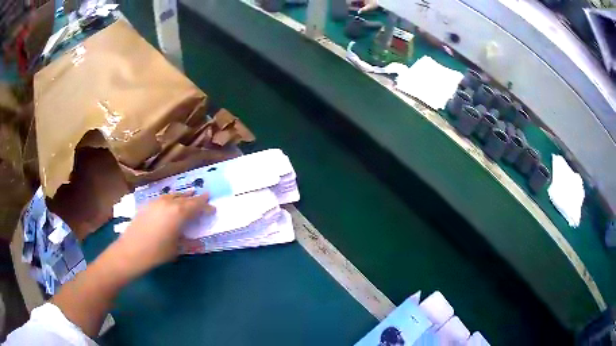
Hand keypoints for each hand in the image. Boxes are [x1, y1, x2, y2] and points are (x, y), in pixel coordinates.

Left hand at [113, 192, 214, 275]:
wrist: (131, 250)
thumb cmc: (156, 252)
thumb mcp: (176, 249)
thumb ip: (188, 242)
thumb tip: (197, 241)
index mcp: (179, 213)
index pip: (197, 206)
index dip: (206, 206)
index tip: (213, 208)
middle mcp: (169, 203)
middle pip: (186, 197)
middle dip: (196, 198)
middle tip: (205, 197)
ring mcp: (157, 202)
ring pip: (174, 195)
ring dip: (183, 196)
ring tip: (189, 196)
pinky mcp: (147, 204)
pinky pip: (164, 198)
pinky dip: (171, 199)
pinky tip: (170, 203)